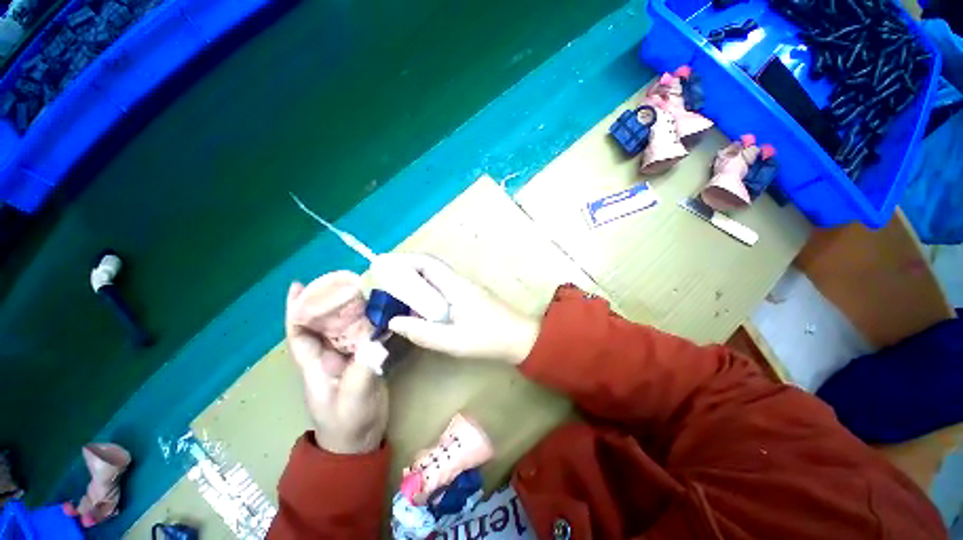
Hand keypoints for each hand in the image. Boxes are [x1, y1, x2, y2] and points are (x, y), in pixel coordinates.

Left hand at [286, 282, 388, 453]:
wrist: (360, 442)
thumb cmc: (348, 423)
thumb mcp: (354, 397)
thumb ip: (364, 368)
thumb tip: (376, 338)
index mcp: (315, 365)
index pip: (300, 333)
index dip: (296, 309)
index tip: (299, 285)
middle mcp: (328, 357)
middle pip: (324, 324)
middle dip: (329, 302)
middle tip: (343, 281)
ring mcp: (346, 359)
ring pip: (345, 328)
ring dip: (352, 310)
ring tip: (363, 292)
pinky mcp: (363, 361)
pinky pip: (364, 337)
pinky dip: (370, 324)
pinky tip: (380, 313)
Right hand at [379, 253, 539, 364]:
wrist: (521, 338)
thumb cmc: (489, 339)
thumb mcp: (453, 341)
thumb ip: (422, 332)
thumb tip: (394, 321)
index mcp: (455, 286)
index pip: (427, 263)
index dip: (404, 261)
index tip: (383, 266)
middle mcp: (460, 282)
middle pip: (429, 268)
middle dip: (406, 272)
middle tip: (386, 285)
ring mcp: (465, 288)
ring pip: (436, 278)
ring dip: (416, 283)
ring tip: (397, 297)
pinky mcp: (469, 297)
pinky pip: (443, 289)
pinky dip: (427, 293)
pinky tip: (420, 309)